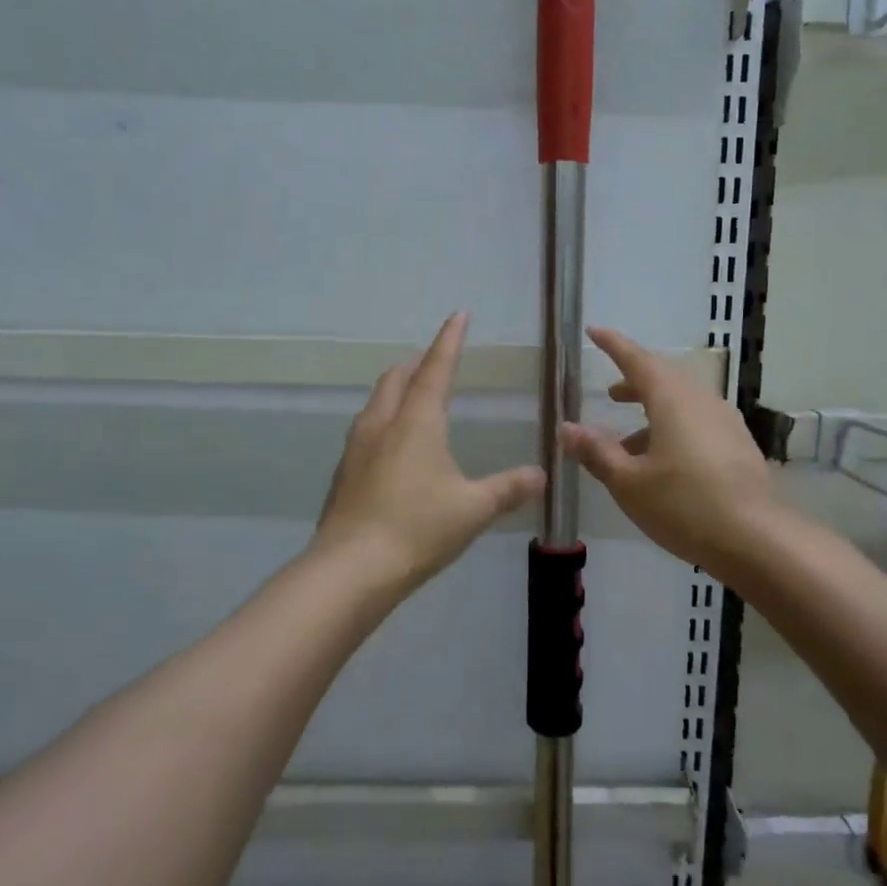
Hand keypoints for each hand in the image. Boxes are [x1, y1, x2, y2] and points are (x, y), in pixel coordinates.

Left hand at [314, 313, 546, 596]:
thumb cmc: (418, 529)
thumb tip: (541, 474)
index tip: (458, 315)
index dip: (449, 340)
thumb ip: (509, 489)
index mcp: (416, 422)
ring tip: (414, 397)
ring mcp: (357, 449)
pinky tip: (394, 448)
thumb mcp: (473, 509)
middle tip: (436, 360)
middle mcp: (382, 425)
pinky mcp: (344, 474)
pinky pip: (366, 431)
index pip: (435, 368)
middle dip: (417, 363)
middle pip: (396, 378)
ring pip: (376, 403)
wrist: (350, 570)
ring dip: (396, 390)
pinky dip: (384, 420)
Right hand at [561, 327, 778, 577]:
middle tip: (610, 393)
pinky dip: (673, 428)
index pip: (637, 359)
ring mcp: (725, 422)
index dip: (613, 345)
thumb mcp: (629, 482)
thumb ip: (597, 452)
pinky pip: (698, 423)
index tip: (594, 332)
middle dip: (634, 381)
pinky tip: (662, 463)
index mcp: (672, 400)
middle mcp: (701, 401)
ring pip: (682, 403)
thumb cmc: (683, 505)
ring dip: (653, 411)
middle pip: (664, 378)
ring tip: (628, 440)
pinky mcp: (738, 445)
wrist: (755, 538)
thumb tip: (567, 428)